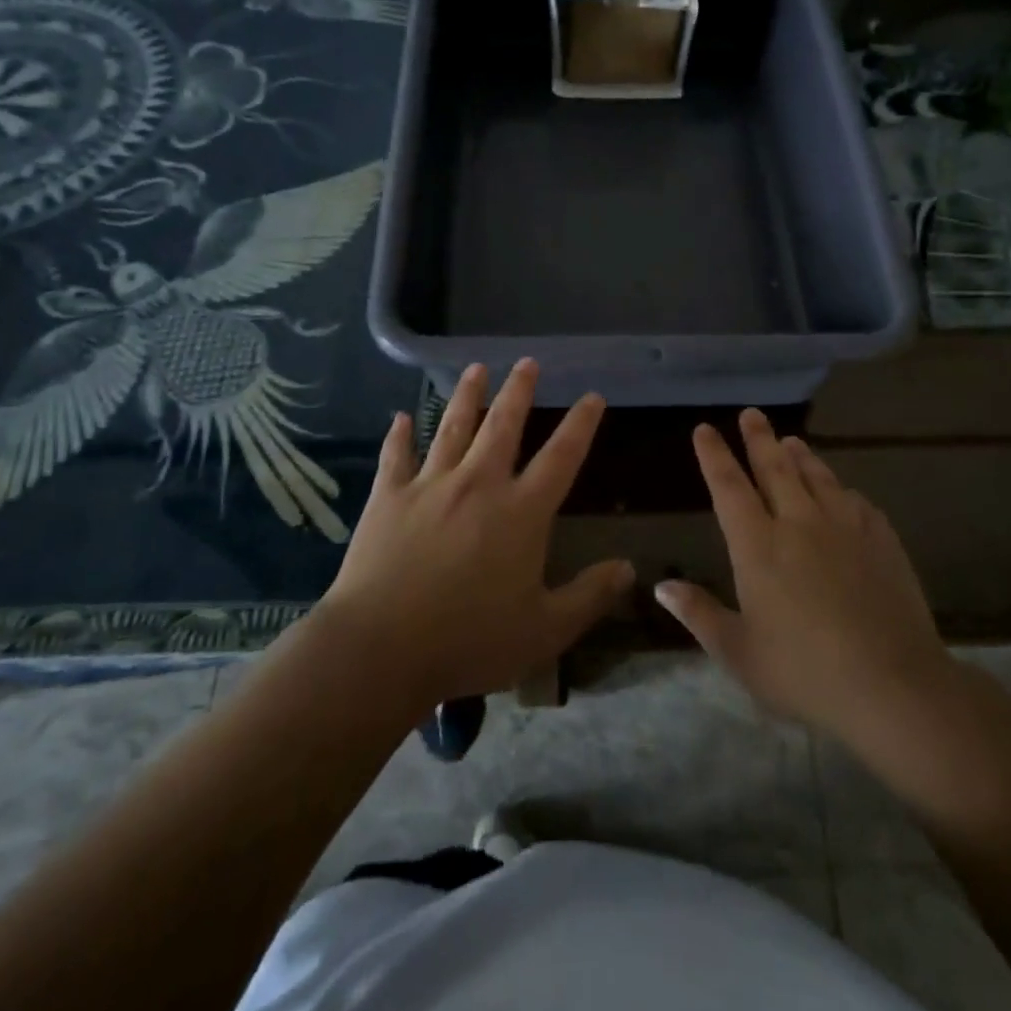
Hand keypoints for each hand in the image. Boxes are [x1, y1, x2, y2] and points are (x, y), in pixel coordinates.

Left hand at [316, 360, 633, 707]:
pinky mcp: (389, 496)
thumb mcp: (544, 631)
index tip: (591, 396)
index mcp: (521, 512)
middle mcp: (479, 484)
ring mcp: (431, 485)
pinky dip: (401, 435)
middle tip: (527, 362)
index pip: (561, 457)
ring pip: (453, 426)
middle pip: (503, 425)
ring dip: (467, 395)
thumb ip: (589, 596)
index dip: (580, 424)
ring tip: (476, 368)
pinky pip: (397, 455)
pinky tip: (402, 418)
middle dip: (519, 390)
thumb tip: (629, 568)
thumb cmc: (469, 640)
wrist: (381, 648)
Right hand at [656, 409, 955, 745]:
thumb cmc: (805, 672)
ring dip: (801, 455)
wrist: (894, 685)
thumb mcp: (739, 653)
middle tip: (752, 414)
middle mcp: (799, 523)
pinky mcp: (882, 541)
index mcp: (758, 546)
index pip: (729, 487)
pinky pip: (857, 502)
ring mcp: (845, 528)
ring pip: (818, 477)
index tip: (705, 429)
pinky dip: (842, 490)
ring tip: (791, 440)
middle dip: (759, 438)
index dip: (714, 456)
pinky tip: (844, 492)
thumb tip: (661, 586)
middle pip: (775, 468)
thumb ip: (699, 614)